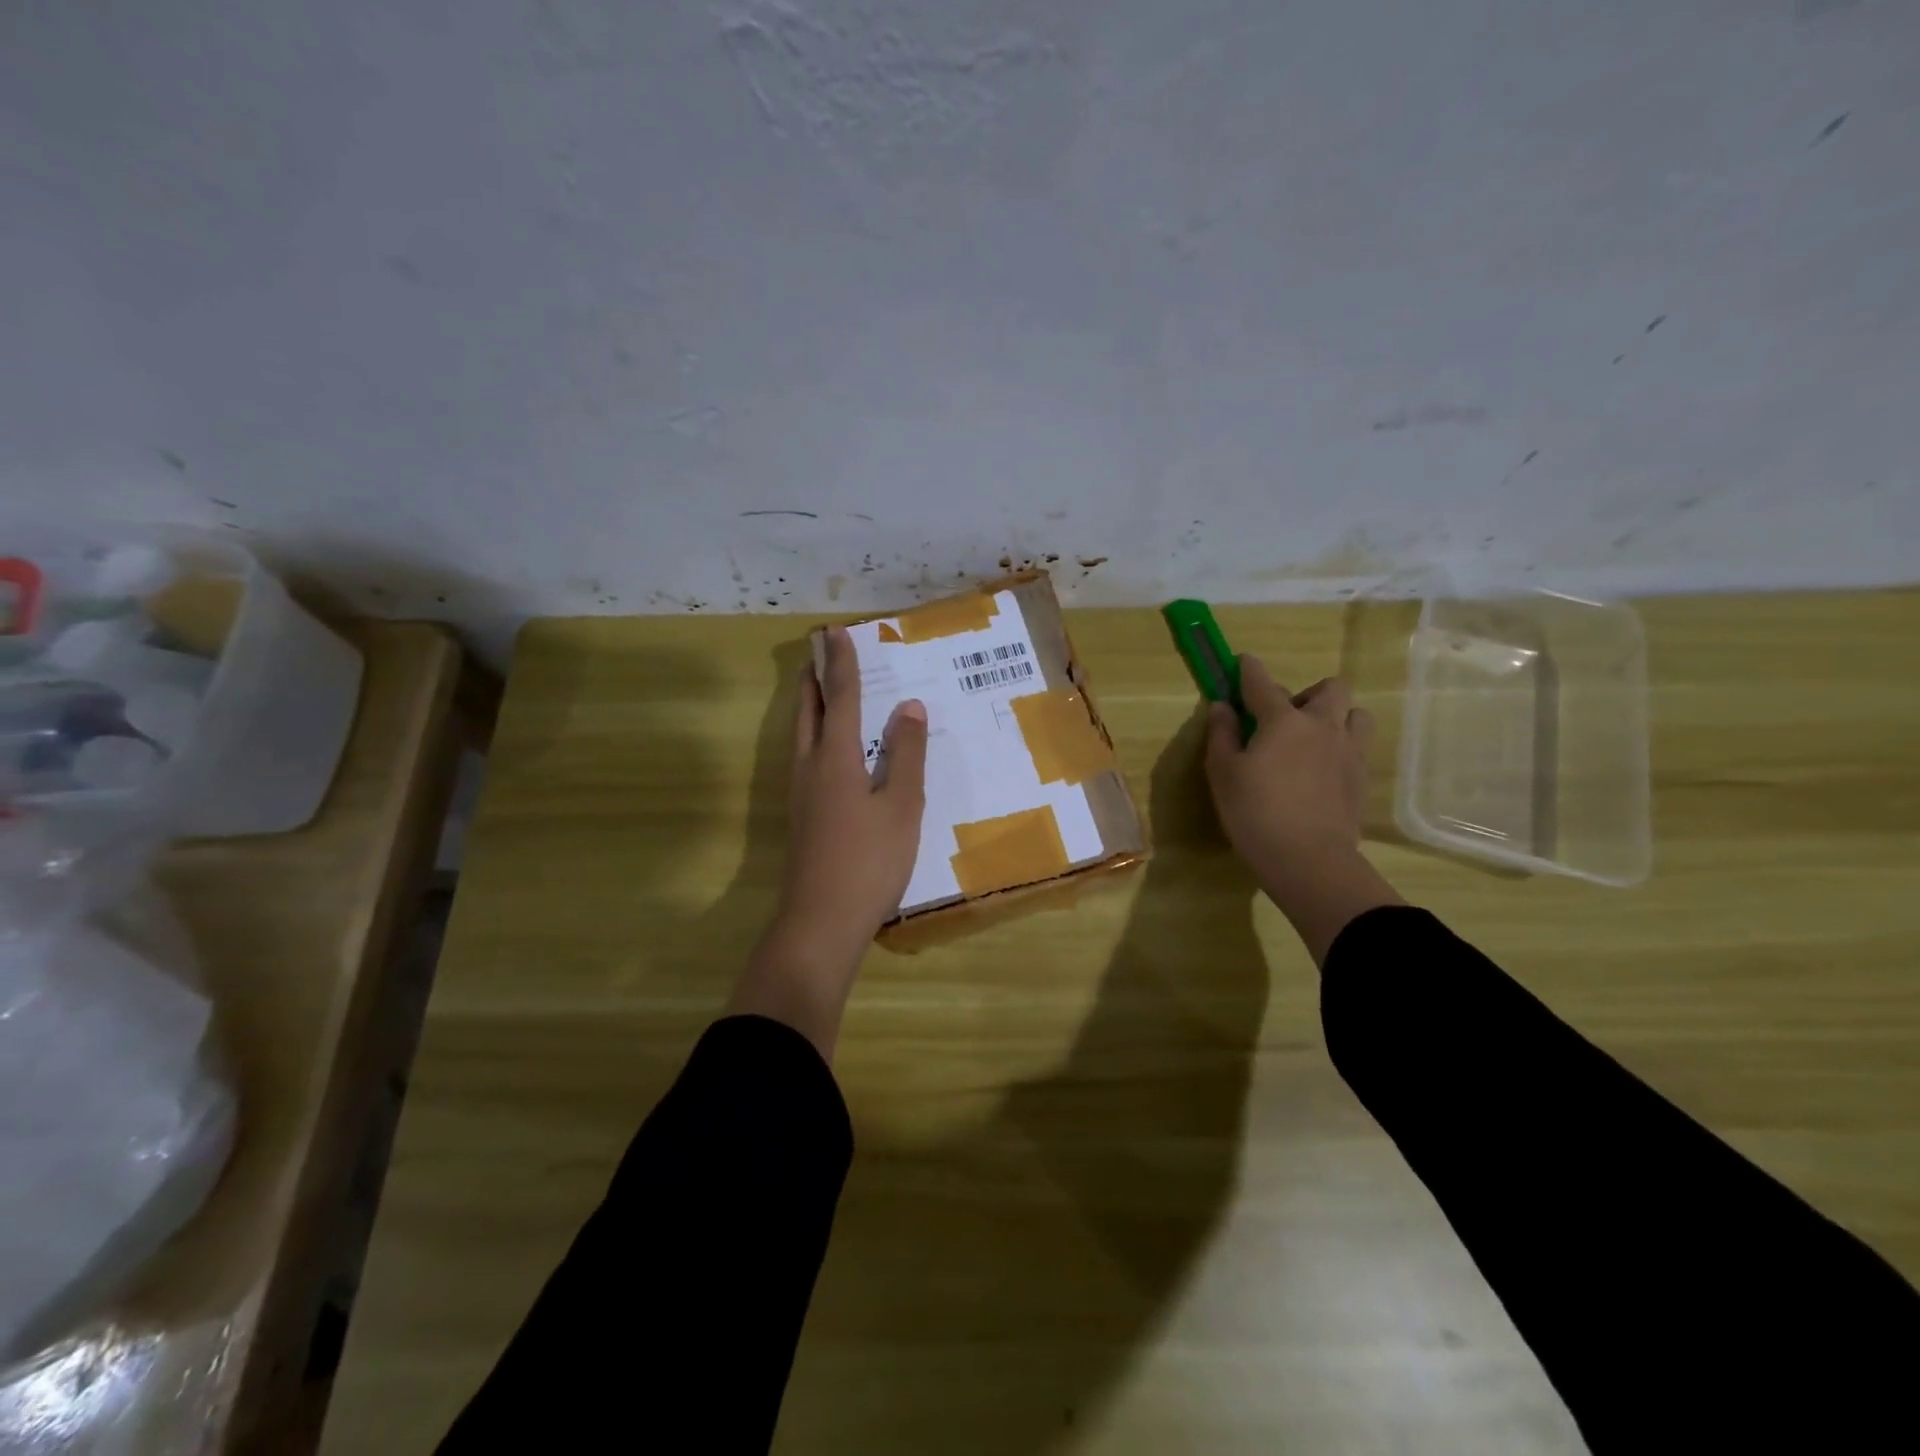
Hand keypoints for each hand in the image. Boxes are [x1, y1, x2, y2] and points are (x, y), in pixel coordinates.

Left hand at [731, 627, 927, 1055]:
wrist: (821, 921)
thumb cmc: (869, 861)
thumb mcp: (901, 807)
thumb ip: (905, 756)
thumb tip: (909, 707)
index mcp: (836, 759)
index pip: (840, 698)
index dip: (842, 664)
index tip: (835, 633)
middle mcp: (810, 768)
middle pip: (809, 712)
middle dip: (814, 680)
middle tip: (818, 653)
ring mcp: (800, 795)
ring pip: (802, 736)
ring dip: (810, 707)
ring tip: (819, 691)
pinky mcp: (802, 817)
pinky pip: (806, 759)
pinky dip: (815, 736)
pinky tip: (828, 752)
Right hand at [1204, 657, 1402, 964]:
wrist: (1309, 860)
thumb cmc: (1255, 813)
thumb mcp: (1223, 773)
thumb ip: (1222, 734)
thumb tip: (1223, 706)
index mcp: (1284, 721)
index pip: (1263, 683)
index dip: (1249, 670)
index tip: (1242, 662)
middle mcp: (1322, 726)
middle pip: (1328, 689)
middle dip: (1306, 694)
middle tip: (1283, 717)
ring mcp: (1349, 751)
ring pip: (1354, 714)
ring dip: (1335, 716)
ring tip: (1313, 739)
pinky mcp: (1362, 778)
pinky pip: (1358, 746)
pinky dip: (1341, 746)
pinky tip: (1323, 769)